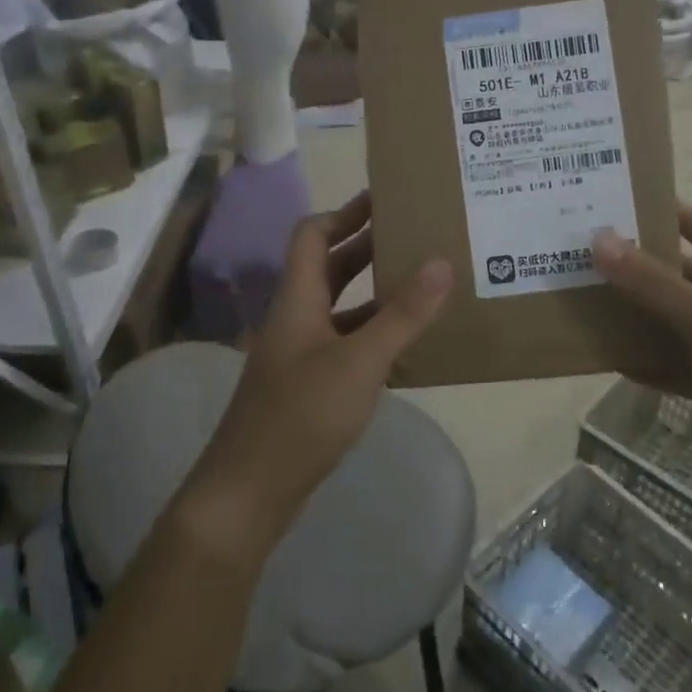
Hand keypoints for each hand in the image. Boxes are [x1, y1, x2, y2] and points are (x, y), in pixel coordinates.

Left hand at [176, 192, 453, 567]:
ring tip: (422, 280)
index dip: (344, 212)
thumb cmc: (301, 416)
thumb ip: (402, 314)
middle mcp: (296, 317)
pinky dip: (374, 331)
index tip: (385, 199)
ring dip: (374, 290)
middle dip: (367, 245)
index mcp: (297, 298)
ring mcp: (300, 353)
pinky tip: (408, 342)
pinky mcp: (309, 384)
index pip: (312, 234)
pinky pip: (346, 341)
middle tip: (415, 232)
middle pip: (328, 265)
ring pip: (340, 305)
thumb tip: (441, 262)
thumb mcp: (359, 362)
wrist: (250, 492)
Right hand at [593, 204, 691, 501]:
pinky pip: (669, 362)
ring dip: (628, 314)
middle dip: (627, 264)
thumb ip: (653, 282)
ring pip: (665, 319)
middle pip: (672, 271)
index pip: (691, 223)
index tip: (599, 204)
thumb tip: (599, 237)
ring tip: (573, 301)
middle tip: (570, 255)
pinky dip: (641, 360)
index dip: (652, 208)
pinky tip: (602, 357)